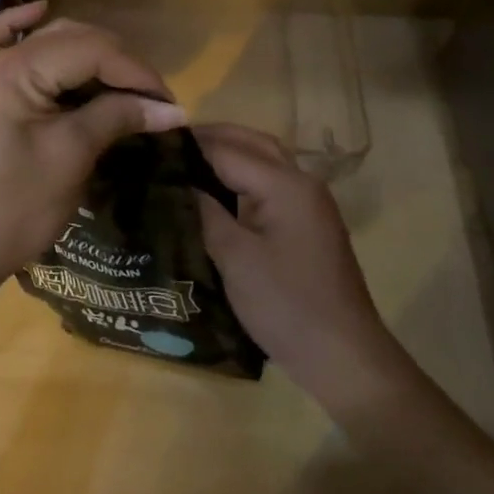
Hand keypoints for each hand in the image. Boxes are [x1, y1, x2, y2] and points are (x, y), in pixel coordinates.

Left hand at [0, 1, 186, 296]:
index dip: (136, 73)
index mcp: (15, 69)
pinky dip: (23, 25)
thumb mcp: (70, 157)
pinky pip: (1, 42)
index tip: (170, 103)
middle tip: (153, 100)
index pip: (91, 51)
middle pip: (71, 39)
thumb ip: (117, 118)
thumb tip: (172, 110)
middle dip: (118, 64)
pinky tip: (40, 10)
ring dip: (88, 53)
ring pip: (47, 41)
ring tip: (125, 82)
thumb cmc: (12, 208)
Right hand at [194, 124, 408, 412]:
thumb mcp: (235, 258)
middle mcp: (302, 182)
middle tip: (168, 145)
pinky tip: (217, 190)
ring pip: (265, 160)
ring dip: (229, 153)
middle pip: (252, 143)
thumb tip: (176, 182)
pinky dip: (244, 174)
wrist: (343, 356)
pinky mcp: (309, 222)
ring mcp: (310, 202)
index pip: (227, 150)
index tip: (150, 144)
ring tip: (187, 160)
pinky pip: (272, 182)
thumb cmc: (286, 305)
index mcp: (285, 185)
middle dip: (212, 138)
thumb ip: (205, 212)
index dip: (189, 146)